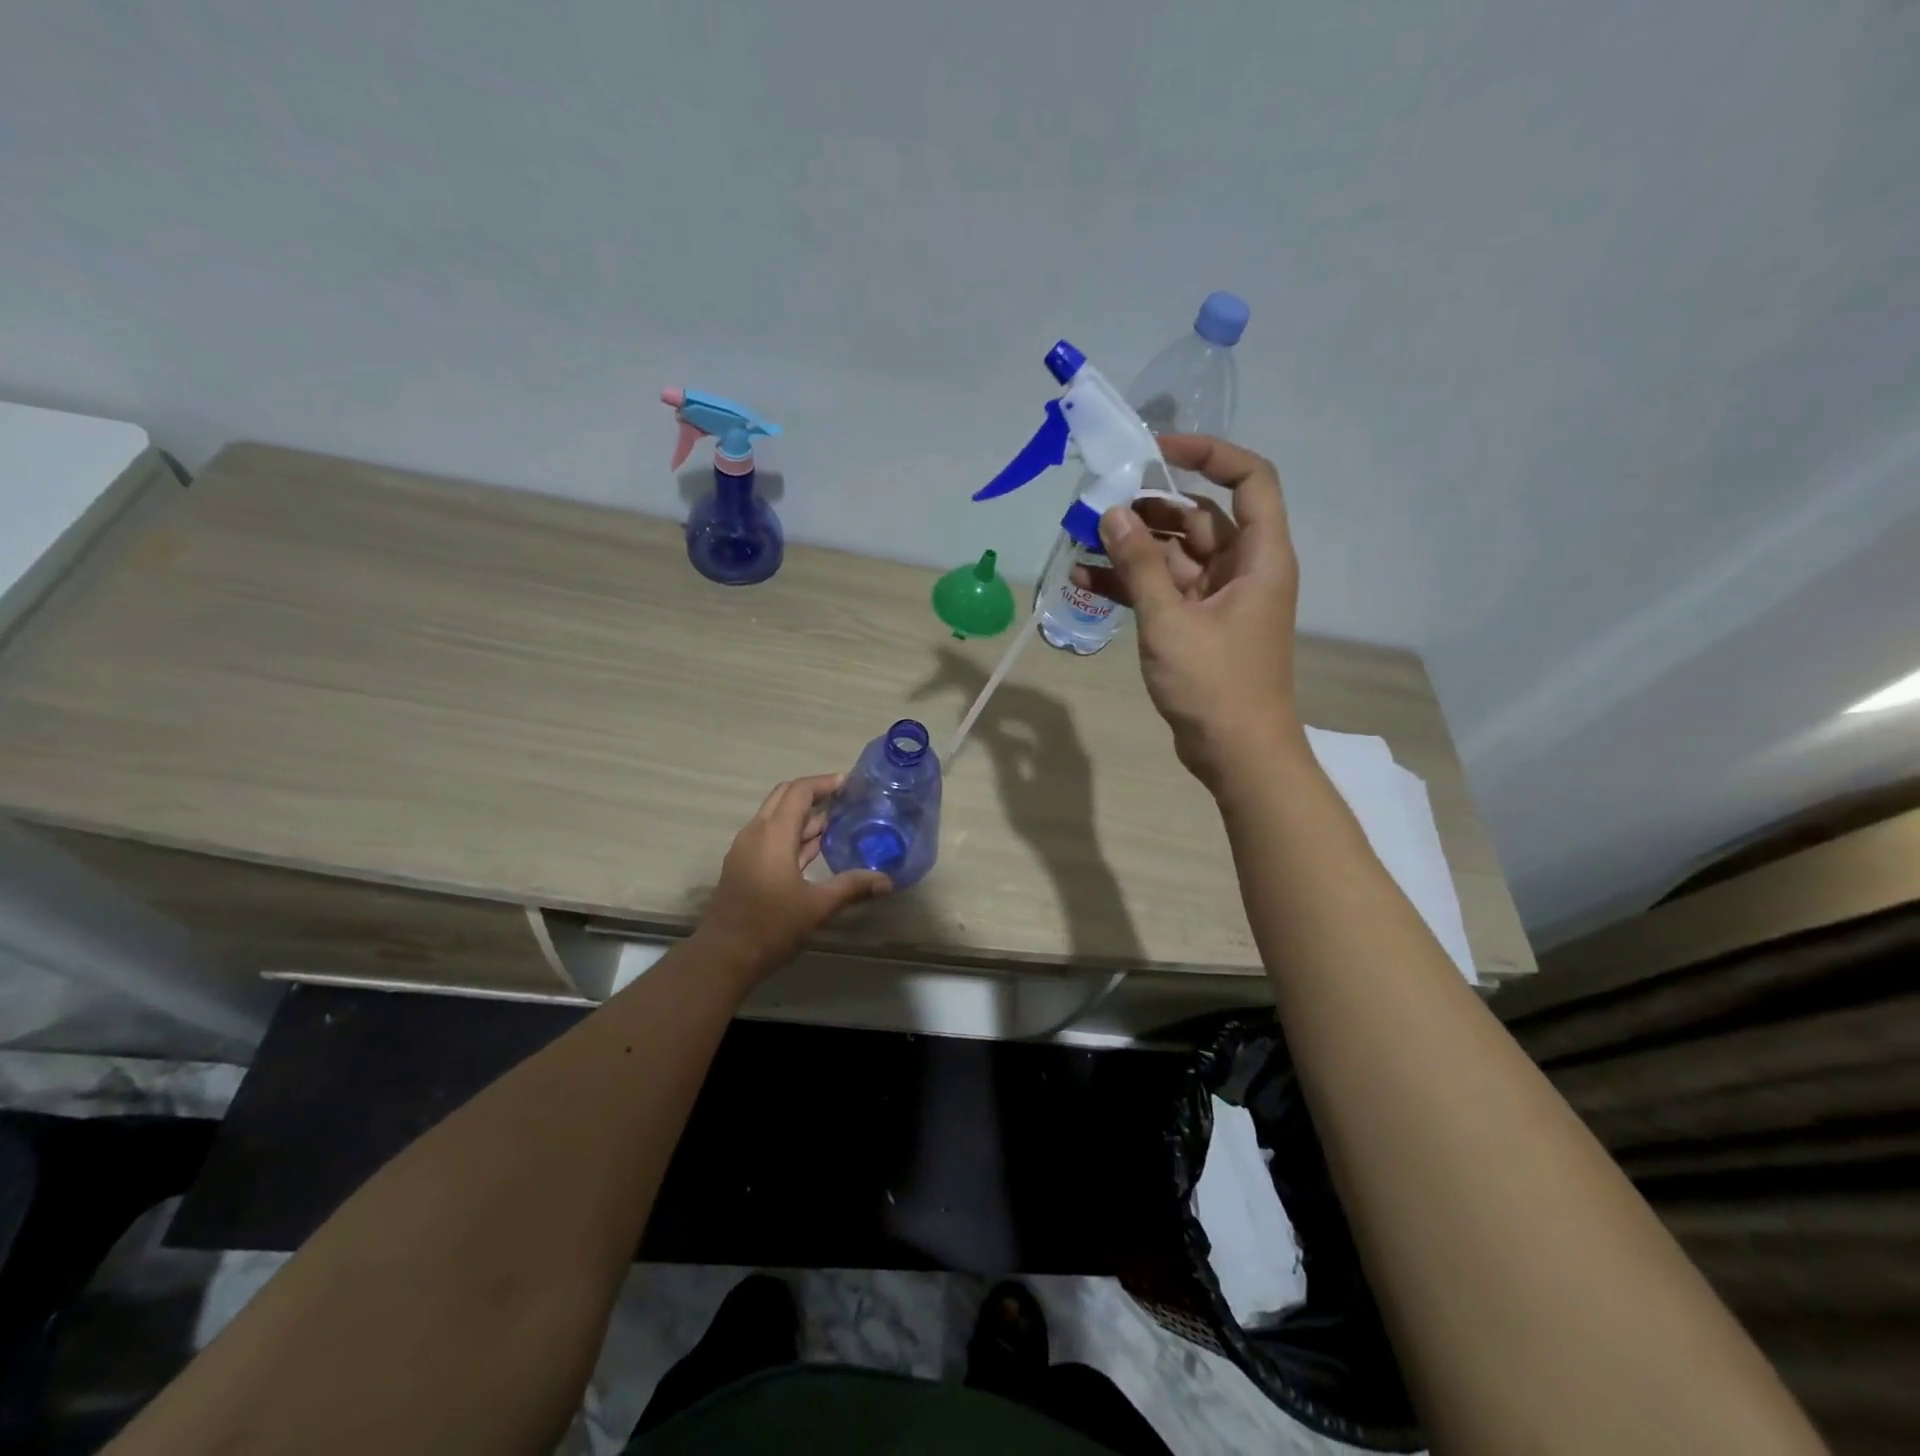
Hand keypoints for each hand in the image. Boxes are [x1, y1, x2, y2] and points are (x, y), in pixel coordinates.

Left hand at [696, 774, 890, 977]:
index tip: (849, 783)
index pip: (799, 791)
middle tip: (843, 798)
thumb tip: (886, 880)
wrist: (724, 956)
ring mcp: (746, 849)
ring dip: (802, 815)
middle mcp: (756, 833)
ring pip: (775, 817)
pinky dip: (792, 834)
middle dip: (813, 793)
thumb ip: (852, 887)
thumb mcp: (817, 906)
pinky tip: (814, 849)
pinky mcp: (743, 865)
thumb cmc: (771, 925)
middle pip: (783, 797)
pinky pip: (769, 836)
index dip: (824, 783)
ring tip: (836, 822)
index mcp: (773, 834)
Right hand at [1071, 435, 1302, 790]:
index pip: (1248, 479)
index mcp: (1259, 557)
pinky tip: (1086, 582)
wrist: (1237, 753)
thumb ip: (1140, 566)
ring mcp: (1219, 599)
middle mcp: (1243, 569)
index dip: (1208, 453)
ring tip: (1082, 541)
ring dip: (1132, 548)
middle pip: (1199, 517)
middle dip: (1150, 507)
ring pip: (1174, 555)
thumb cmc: (1215, 685)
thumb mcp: (1171, 621)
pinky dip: (1131, 585)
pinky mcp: (1198, 625)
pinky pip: (1163, 590)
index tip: (1157, 450)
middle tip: (1098, 505)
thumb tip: (1112, 515)